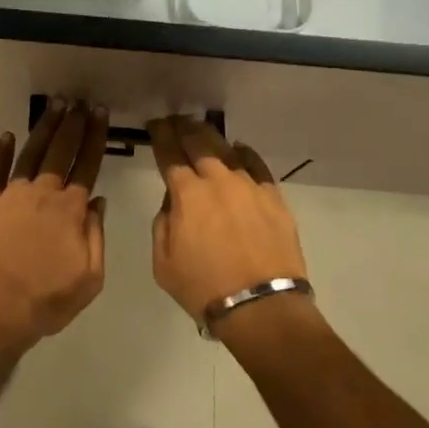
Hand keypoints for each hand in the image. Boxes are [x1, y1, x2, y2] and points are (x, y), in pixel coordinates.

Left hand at [0, 99, 110, 352]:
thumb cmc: (46, 300)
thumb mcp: (90, 278)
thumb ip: (96, 236)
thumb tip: (98, 201)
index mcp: (70, 210)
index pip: (88, 164)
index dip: (96, 136)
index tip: (101, 113)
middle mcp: (42, 193)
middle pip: (61, 150)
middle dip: (74, 123)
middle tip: (81, 101)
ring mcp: (11, 195)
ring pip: (31, 153)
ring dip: (45, 127)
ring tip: (55, 105)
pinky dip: (2, 151)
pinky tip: (8, 136)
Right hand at [147, 116, 308, 324]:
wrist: (260, 307)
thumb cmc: (203, 287)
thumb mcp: (163, 260)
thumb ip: (163, 223)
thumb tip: (174, 202)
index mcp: (187, 194)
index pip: (169, 153)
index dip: (160, 135)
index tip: (154, 124)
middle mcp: (218, 181)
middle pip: (198, 143)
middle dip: (183, 128)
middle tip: (175, 120)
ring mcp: (249, 187)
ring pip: (227, 150)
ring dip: (211, 137)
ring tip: (202, 130)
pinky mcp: (274, 198)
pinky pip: (257, 166)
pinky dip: (244, 154)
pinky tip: (239, 149)